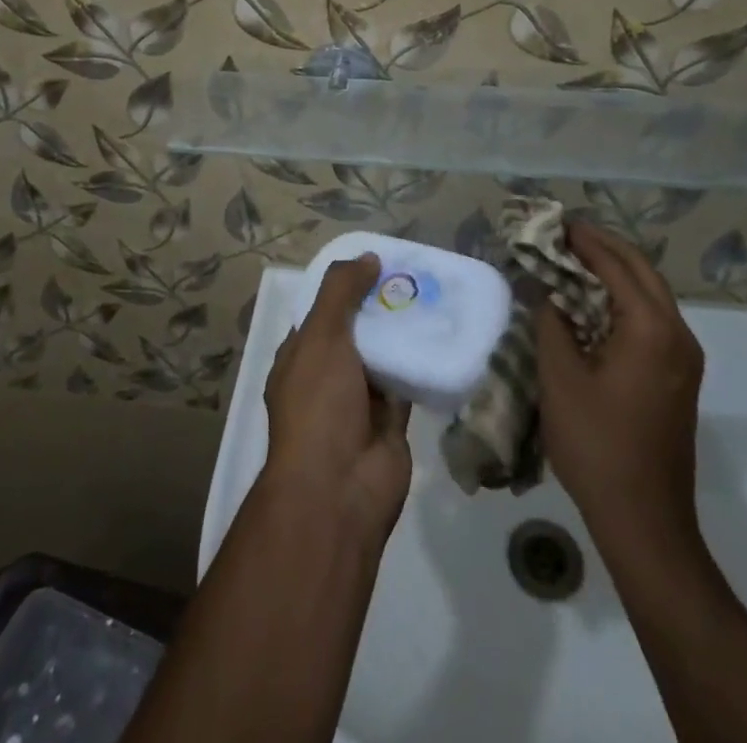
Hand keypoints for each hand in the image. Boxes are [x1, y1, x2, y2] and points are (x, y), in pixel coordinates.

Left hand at [263, 254, 412, 544]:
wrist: (339, 489)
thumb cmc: (318, 405)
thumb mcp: (321, 336)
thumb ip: (341, 292)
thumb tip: (367, 257)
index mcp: (301, 355)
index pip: (324, 309)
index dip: (347, 285)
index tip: (379, 262)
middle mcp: (328, 375)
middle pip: (358, 329)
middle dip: (382, 305)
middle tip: (417, 274)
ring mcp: (359, 399)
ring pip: (385, 354)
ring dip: (405, 332)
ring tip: (437, 295)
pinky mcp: (391, 420)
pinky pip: (408, 381)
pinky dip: (422, 362)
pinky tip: (446, 335)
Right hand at [535, 221, 705, 549]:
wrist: (645, 521)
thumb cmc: (597, 446)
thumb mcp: (560, 378)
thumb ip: (552, 322)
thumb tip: (547, 289)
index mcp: (651, 329)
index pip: (616, 265)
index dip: (583, 240)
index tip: (553, 221)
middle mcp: (677, 334)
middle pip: (641, 270)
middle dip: (603, 247)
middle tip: (563, 234)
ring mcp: (684, 356)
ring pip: (650, 293)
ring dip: (615, 271)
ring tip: (573, 259)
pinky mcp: (678, 376)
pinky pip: (652, 318)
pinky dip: (623, 297)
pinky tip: (592, 302)